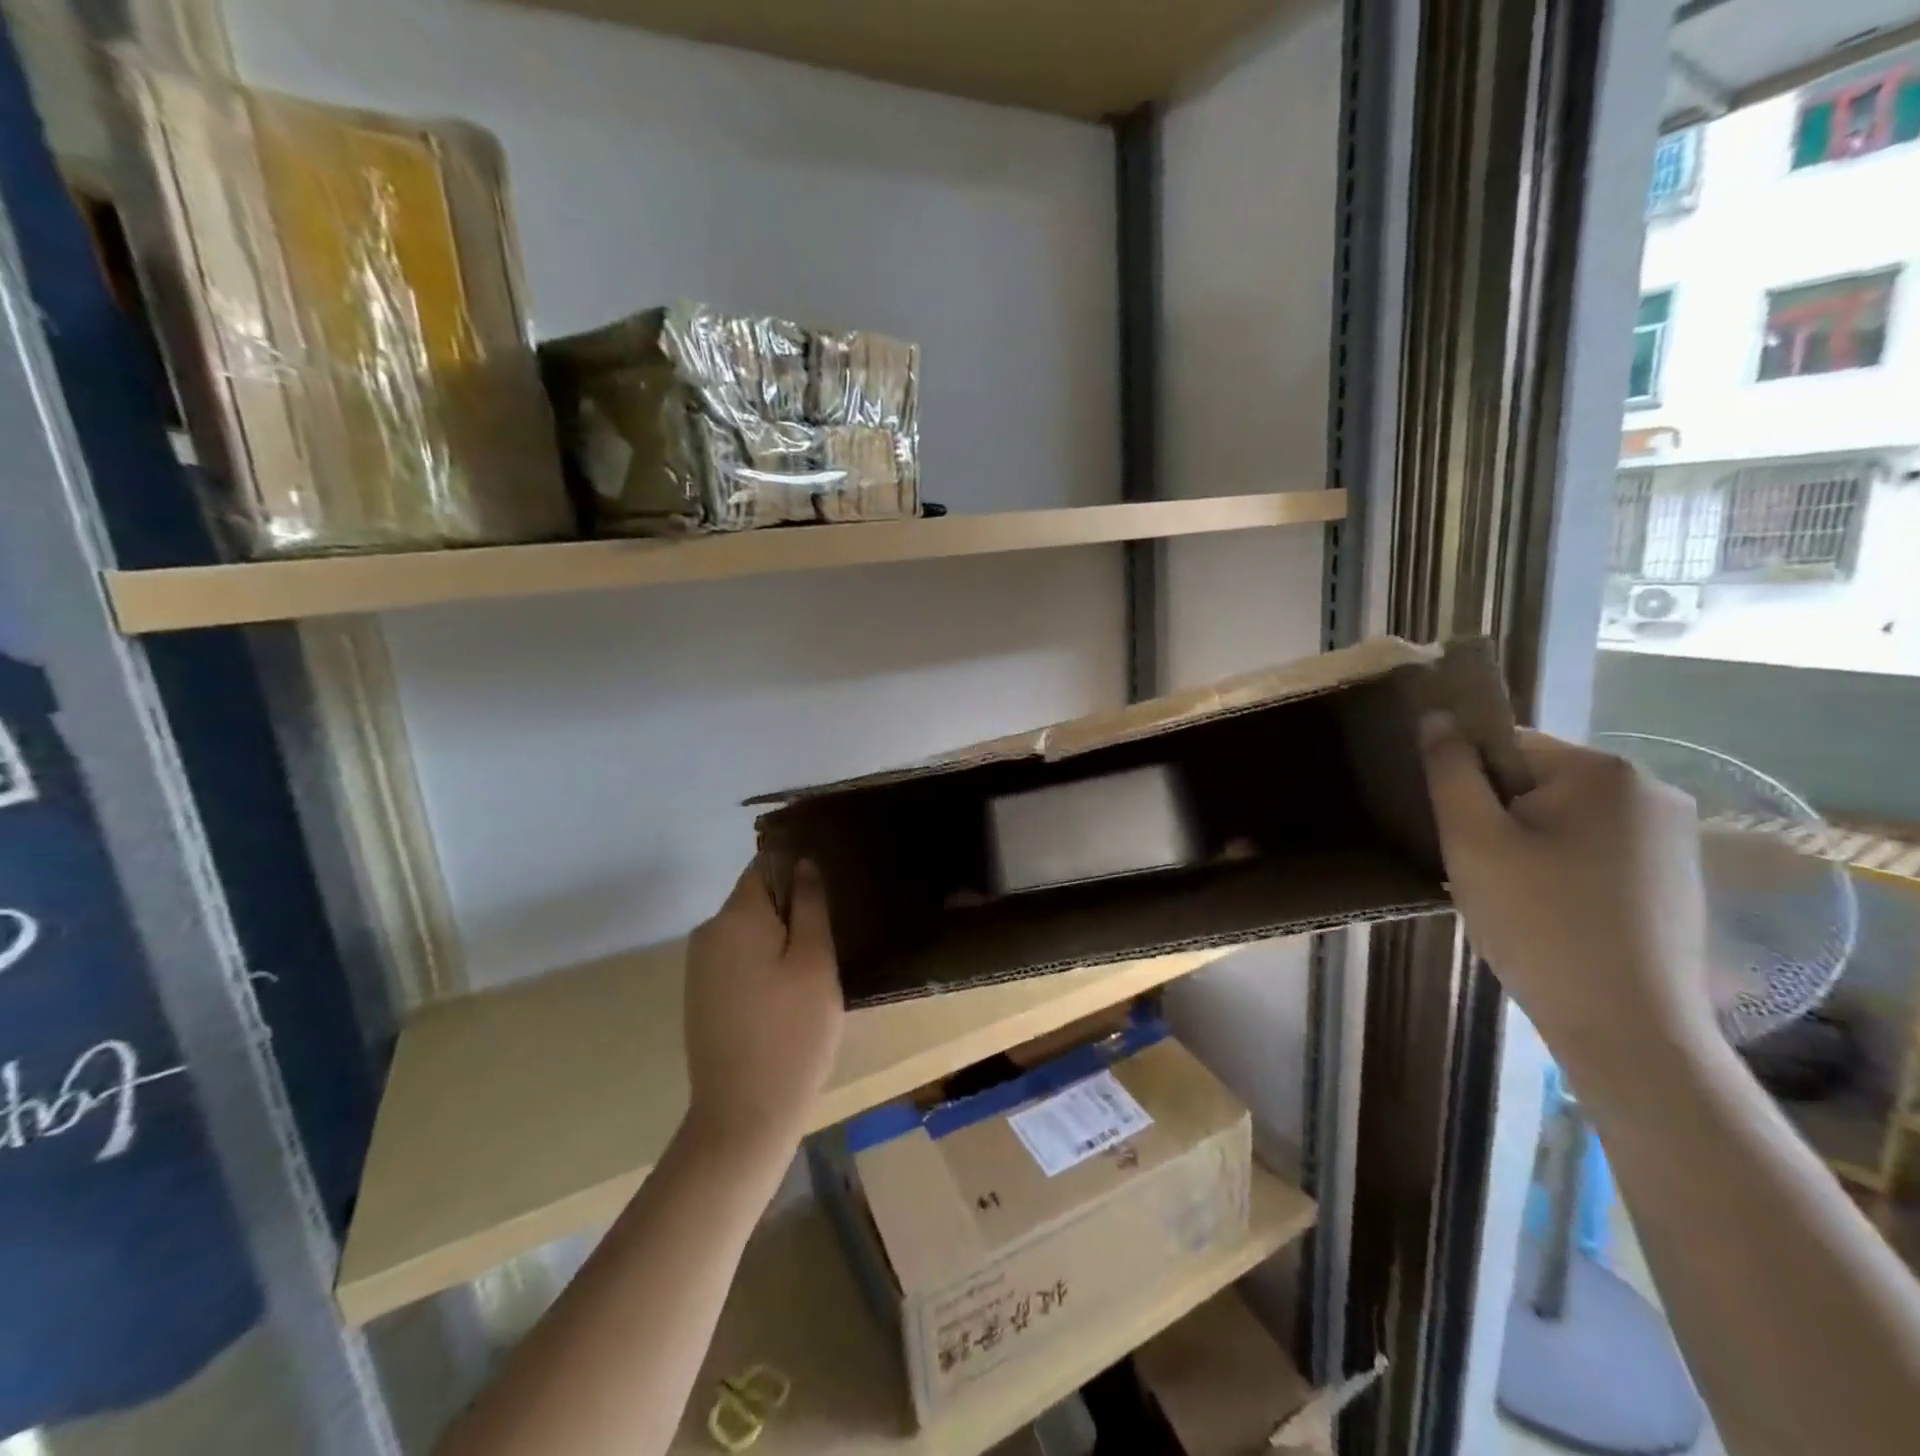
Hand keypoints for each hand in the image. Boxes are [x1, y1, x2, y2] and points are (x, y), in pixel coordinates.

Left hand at [682, 857, 843, 1156]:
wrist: (743, 1117)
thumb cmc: (792, 1034)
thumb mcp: (815, 963)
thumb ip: (810, 906)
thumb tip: (802, 864)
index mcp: (735, 917)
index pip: (765, 866)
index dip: (797, 870)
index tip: (828, 893)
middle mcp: (708, 932)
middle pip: (756, 898)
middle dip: (791, 910)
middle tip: (829, 941)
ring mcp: (700, 966)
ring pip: (748, 930)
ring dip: (779, 939)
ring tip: (814, 971)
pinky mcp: (701, 995)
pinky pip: (738, 958)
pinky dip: (763, 963)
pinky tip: (786, 995)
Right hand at [1420, 719, 1716, 1071]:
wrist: (1627, 1026)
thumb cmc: (1538, 921)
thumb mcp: (1473, 840)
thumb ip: (1449, 770)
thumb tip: (1436, 716)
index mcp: (1604, 771)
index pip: (1507, 745)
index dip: (1468, 784)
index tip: (1459, 834)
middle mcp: (1653, 790)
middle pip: (1538, 783)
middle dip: (1498, 819)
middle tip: (1480, 872)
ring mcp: (1673, 837)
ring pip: (1563, 821)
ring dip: (1527, 847)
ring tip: (1512, 899)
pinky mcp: (1677, 878)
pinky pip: (1595, 852)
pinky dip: (1561, 872)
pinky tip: (1550, 914)